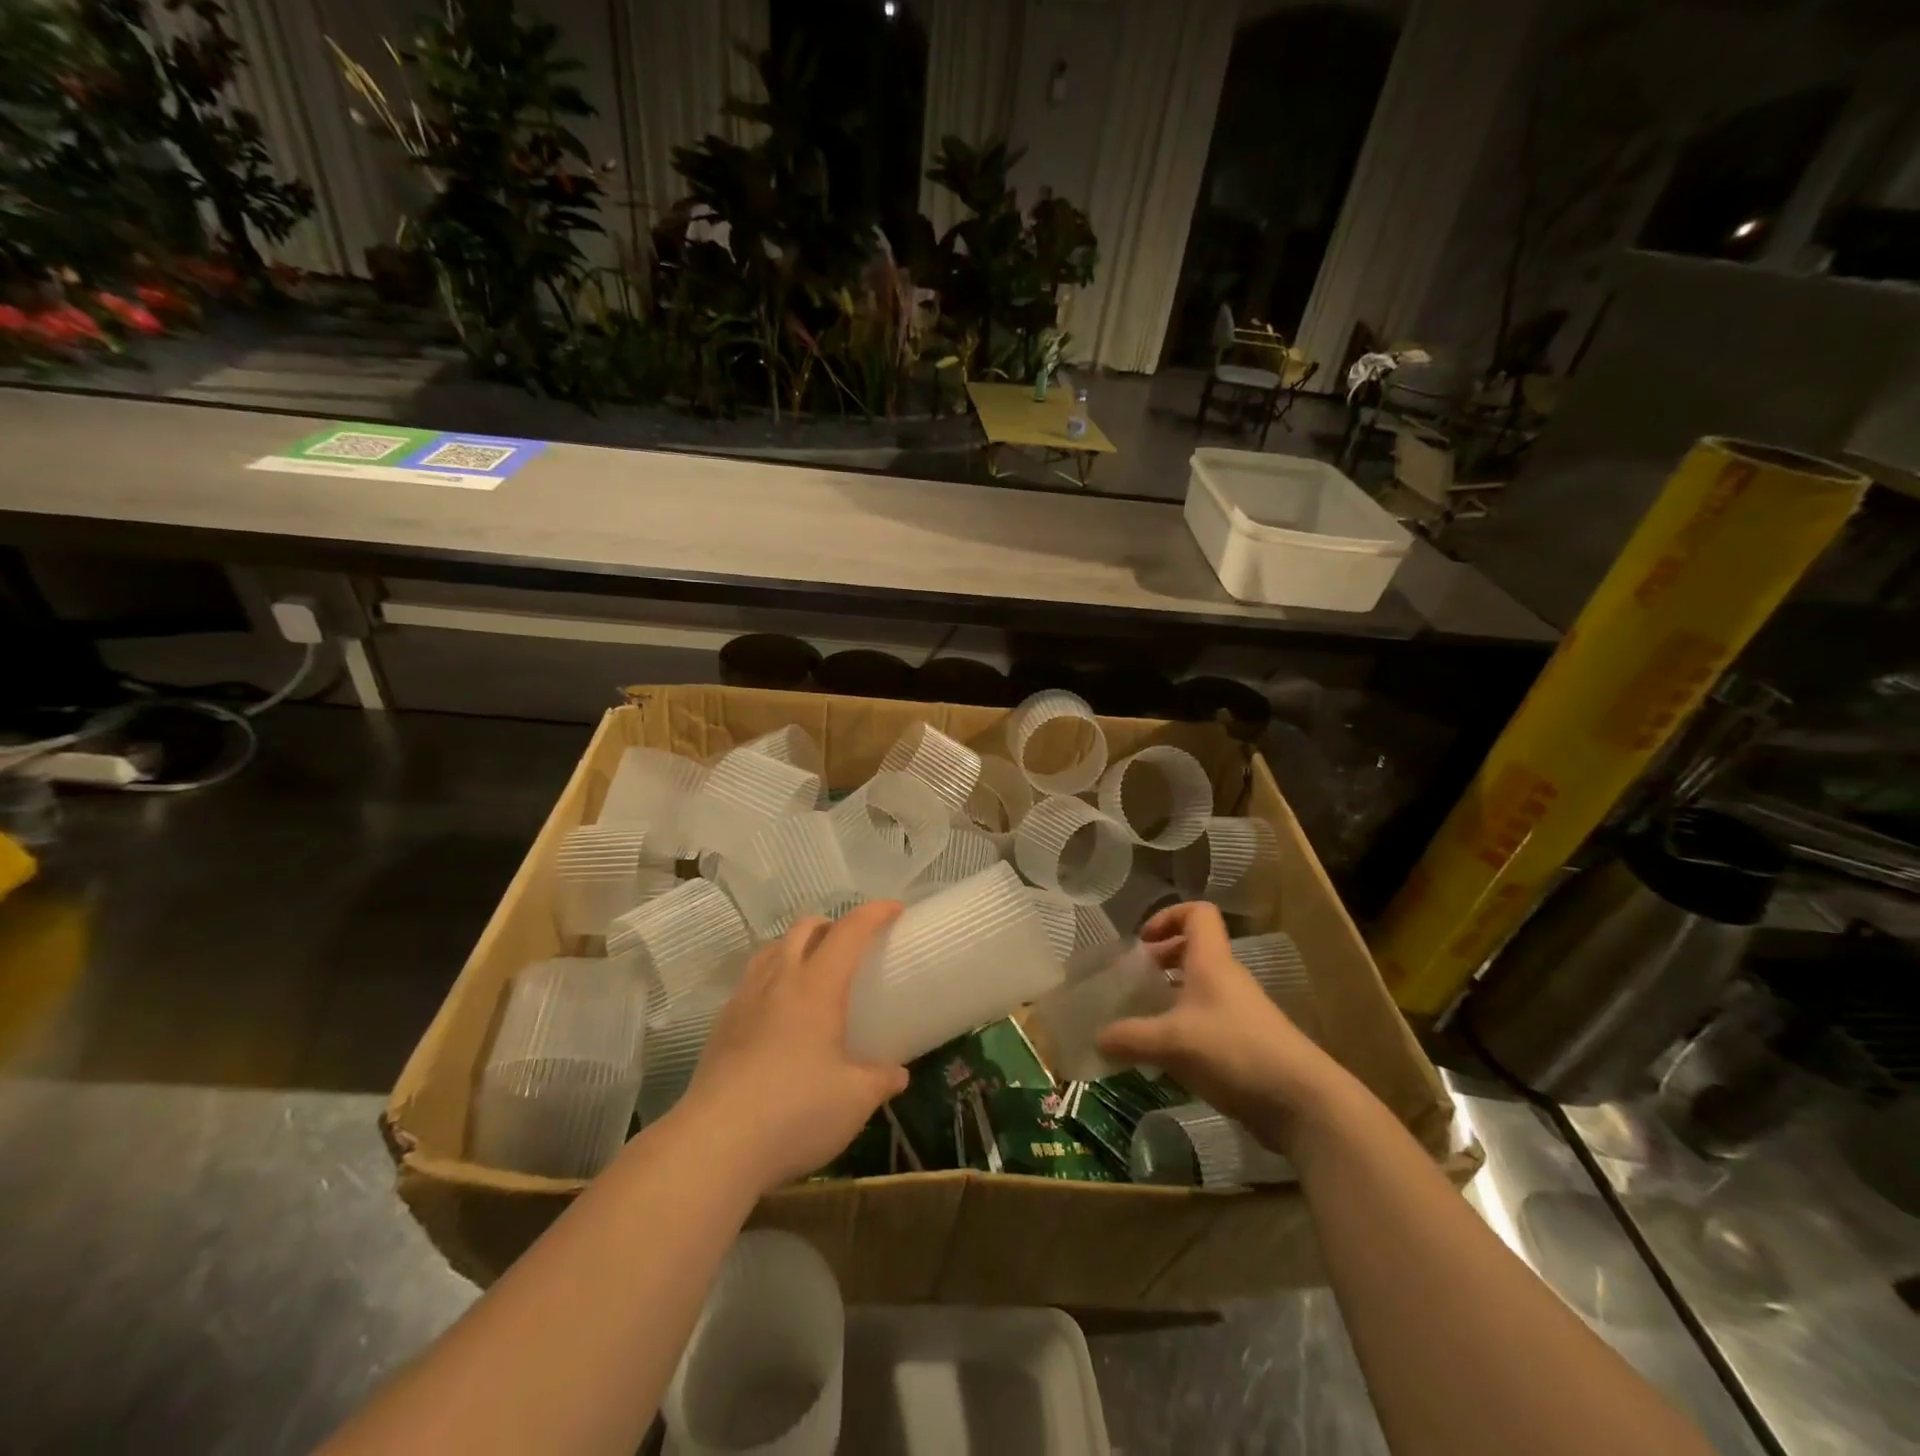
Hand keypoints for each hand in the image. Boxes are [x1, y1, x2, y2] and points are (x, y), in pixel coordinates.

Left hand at [678, 901, 909, 1191]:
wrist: (714, 1144)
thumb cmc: (795, 1112)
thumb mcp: (854, 1100)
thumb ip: (881, 1080)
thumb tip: (898, 1074)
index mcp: (817, 986)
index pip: (849, 931)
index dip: (874, 913)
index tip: (895, 909)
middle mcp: (779, 980)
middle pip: (804, 928)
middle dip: (832, 924)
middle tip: (852, 945)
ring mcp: (744, 999)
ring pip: (772, 949)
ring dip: (797, 945)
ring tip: (813, 969)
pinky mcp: (721, 1025)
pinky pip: (751, 980)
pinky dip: (772, 976)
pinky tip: (778, 1011)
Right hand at [1096, 902, 1343, 1152]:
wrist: (1302, 1102)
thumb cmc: (1234, 1051)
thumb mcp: (1172, 1042)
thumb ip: (1130, 1038)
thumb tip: (1096, 1039)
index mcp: (1212, 962)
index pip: (1197, 913)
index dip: (1168, 916)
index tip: (1143, 941)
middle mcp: (1227, 979)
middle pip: (1195, 950)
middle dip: (1162, 959)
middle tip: (1136, 981)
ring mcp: (1241, 1012)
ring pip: (1201, 988)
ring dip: (1172, 996)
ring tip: (1144, 1019)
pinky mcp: (1247, 1044)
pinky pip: (1209, 1021)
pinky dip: (1185, 1027)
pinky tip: (1168, 1055)